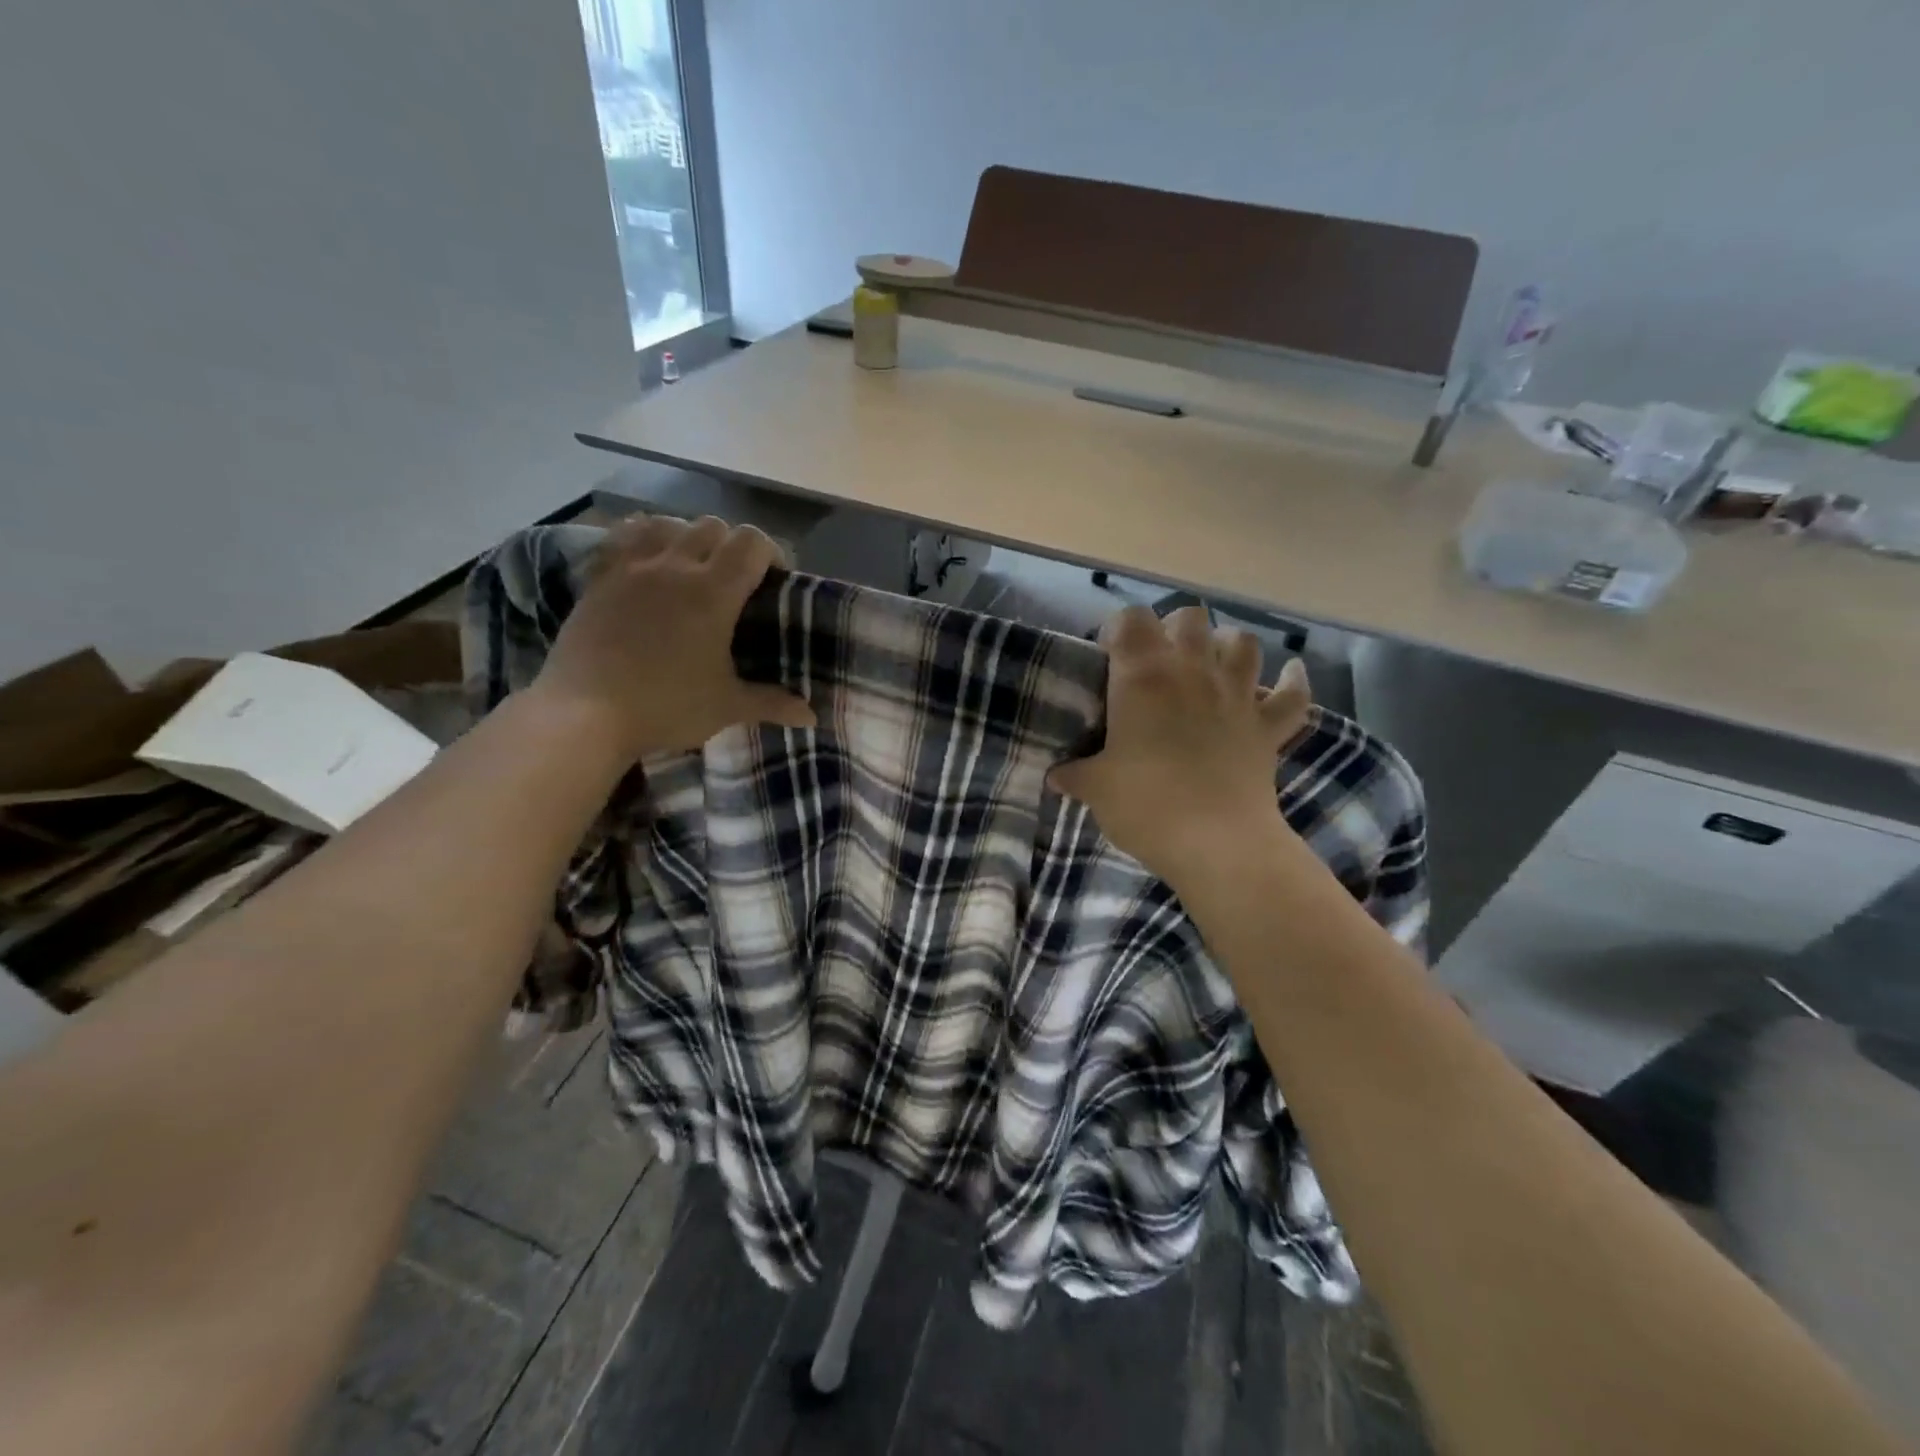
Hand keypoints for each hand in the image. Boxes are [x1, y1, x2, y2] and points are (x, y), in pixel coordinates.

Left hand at [531, 515, 815, 759]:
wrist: (584, 713)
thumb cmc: (665, 706)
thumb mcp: (726, 706)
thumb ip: (772, 703)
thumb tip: (812, 717)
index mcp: (713, 592)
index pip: (752, 542)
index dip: (770, 552)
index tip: (774, 579)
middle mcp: (675, 566)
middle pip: (713, 526)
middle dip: (731, 545)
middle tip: (734, 580)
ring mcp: (632, 567)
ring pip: (669, 523)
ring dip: (688, 536)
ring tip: (690, 566)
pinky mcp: (599, 577)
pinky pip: (625, 535)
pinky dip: (643, 537)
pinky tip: (647, 560)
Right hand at [1049, 605, 1311, 889]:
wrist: (1215, 843)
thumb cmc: (1146, 805)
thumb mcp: (1096, 789)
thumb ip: (1075, 775)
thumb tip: (1056, 776)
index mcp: (1143, 676)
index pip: (1130, 619)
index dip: (1118, 629)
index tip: (1108, 656)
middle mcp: (1193, 671)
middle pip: (1190, 617)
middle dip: (1173, 630)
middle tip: (1159, 662)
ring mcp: (1238, 695)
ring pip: (1243, 642)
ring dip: (1227, 647)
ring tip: (1213, 665)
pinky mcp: (1269, 726)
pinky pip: (1292, 694)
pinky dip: (1292, 682)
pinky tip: (1288, 676)